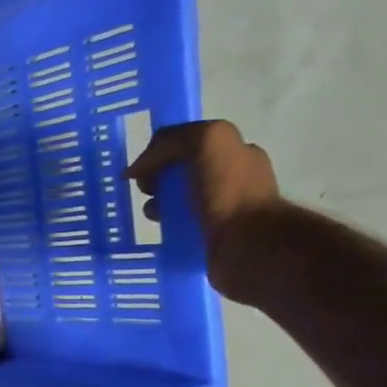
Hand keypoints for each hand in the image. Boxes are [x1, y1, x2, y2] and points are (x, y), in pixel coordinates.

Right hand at [127, 119, 285, 303]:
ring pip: (177, 202)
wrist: (247, 245)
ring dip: (158, 206)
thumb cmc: (229, 190)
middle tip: (148, 193)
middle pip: (180, 173)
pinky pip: (179, 227)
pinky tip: (161, 232)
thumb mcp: (206, 141)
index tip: (144, 170)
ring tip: (153, 216)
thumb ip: (172, 141)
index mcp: (236, 153)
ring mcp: (222, 211)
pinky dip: (166, 228)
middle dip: (157, 180)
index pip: (189, 144)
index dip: (162, 152)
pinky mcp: (211, 238)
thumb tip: (139, 168)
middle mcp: (232, 179)